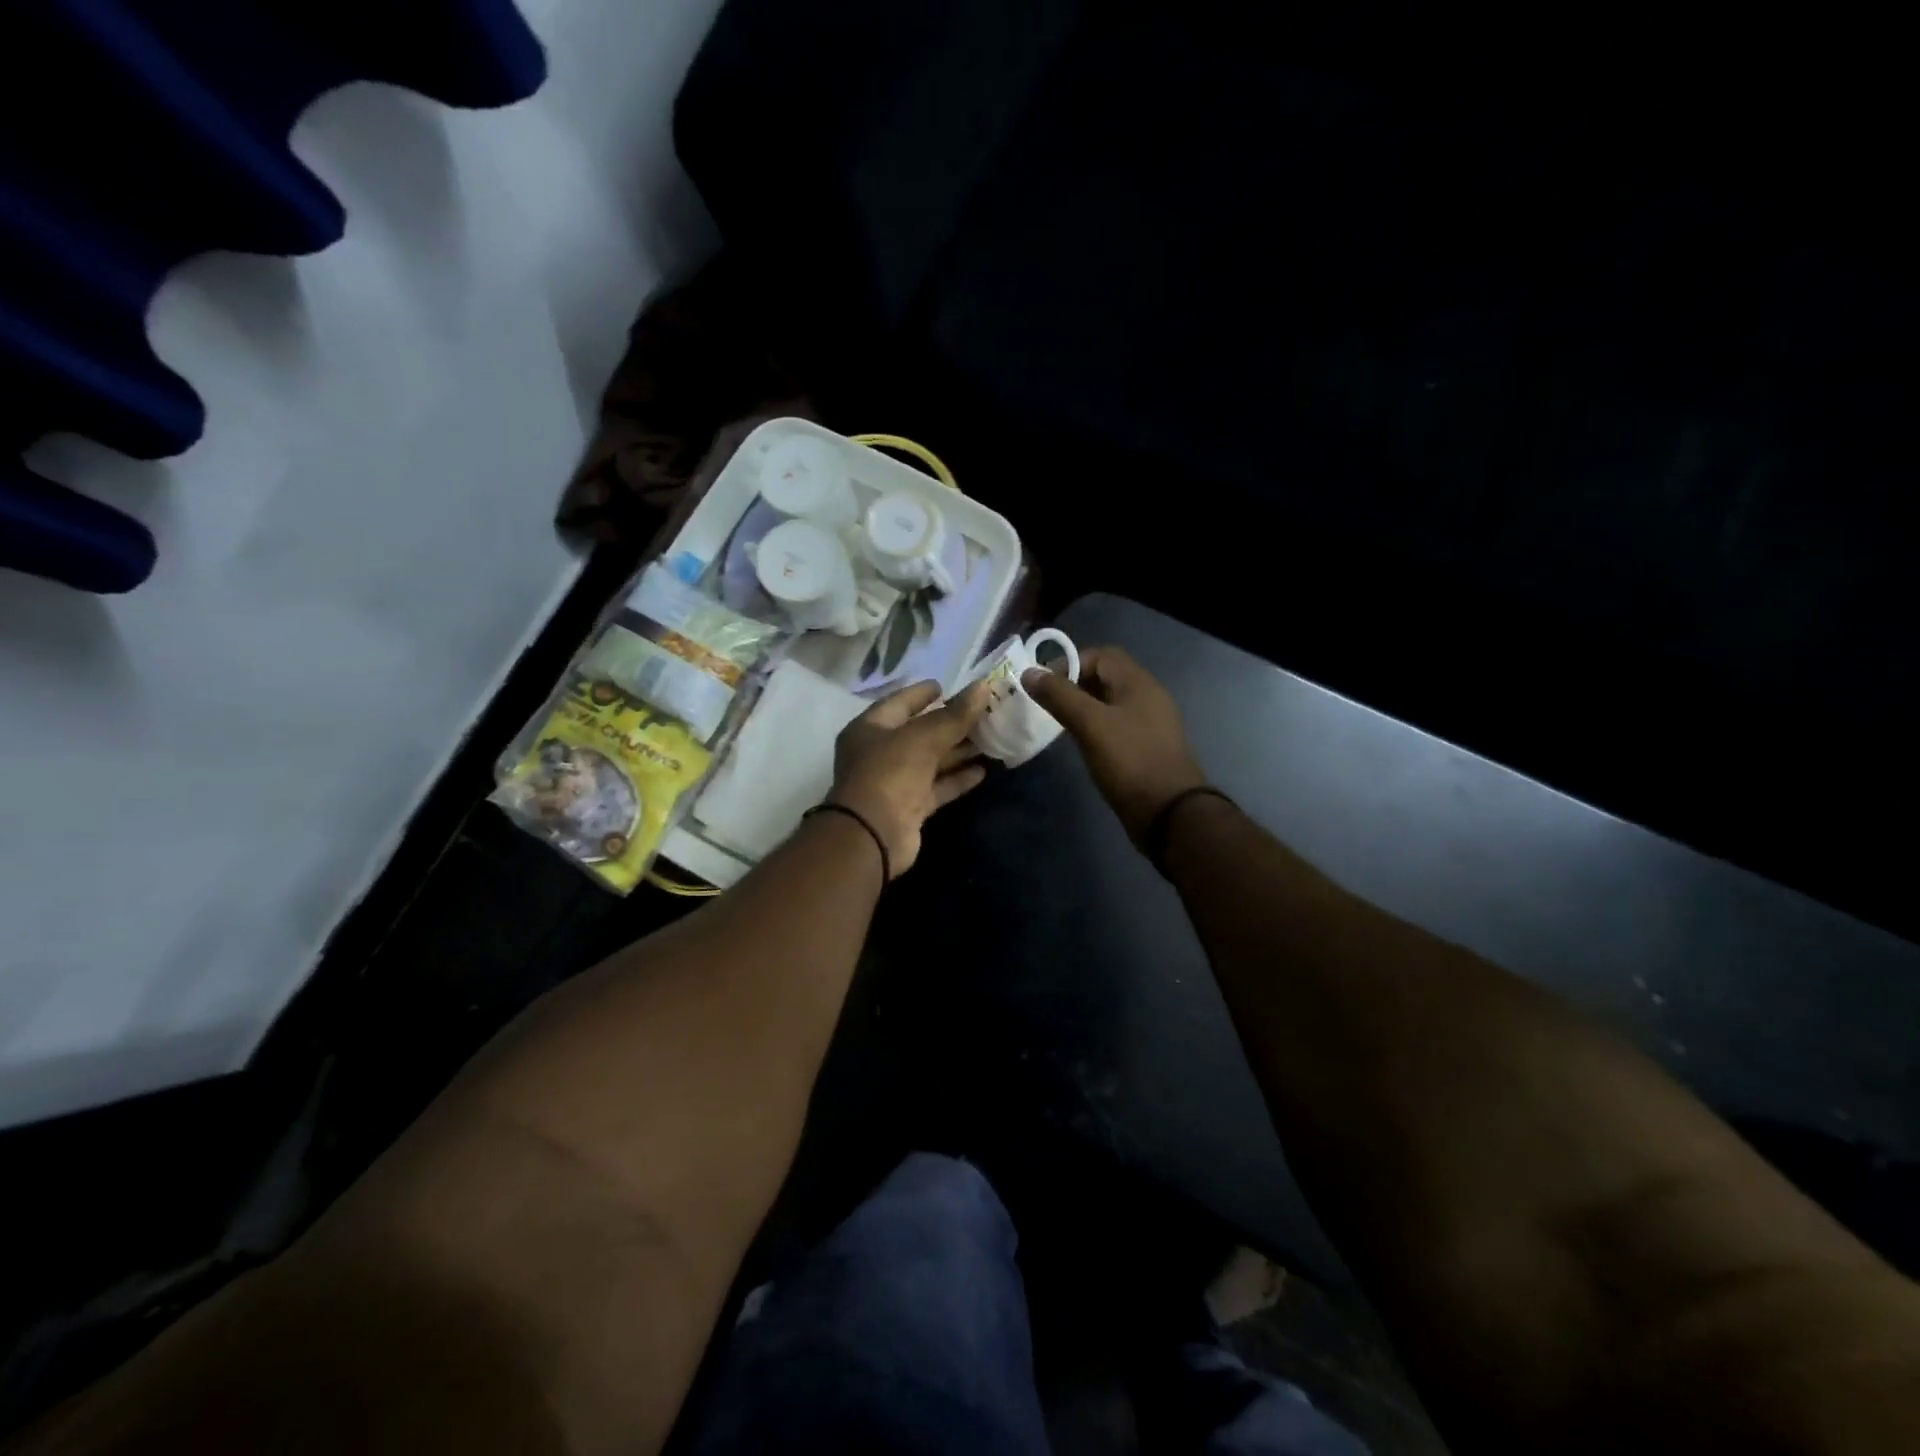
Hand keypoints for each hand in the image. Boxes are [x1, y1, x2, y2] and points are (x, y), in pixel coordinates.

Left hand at [827, 679, 990, 875]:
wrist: (873, 835)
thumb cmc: (890, 773)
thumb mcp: (923, 737)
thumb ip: (955, 715)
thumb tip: (983, 686)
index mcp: (870, 728)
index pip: (899, 703)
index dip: (922, 694)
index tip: (946, 686)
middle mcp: (879, 753)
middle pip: (919, 733)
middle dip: (950, 724)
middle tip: (982, 713)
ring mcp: (894, 782)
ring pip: (931, 761)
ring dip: (958, 751)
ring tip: (991, 739)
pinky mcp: (910, 808)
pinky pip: (937, 787)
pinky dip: (957, 779)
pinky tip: (983, 770)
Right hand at [1022, 647, 1207, 844]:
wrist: (1169, 813)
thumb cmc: (1129, 761)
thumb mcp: (1090, 724)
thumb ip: (1060, 696)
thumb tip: (1029, 672)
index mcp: (1138, 683)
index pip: (1101, 655)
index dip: (1069, 663)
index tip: (1044, 686)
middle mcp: (1147, 696)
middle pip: (1106, 677)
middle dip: (1073, 685)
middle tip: (1046, 704)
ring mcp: (1149, 723)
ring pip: (1110, 703)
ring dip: (1083, 707)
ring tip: (1058, 724)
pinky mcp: (1146, 747)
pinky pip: (1116, 725)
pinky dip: (1095, 727)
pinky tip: (1081, 744)